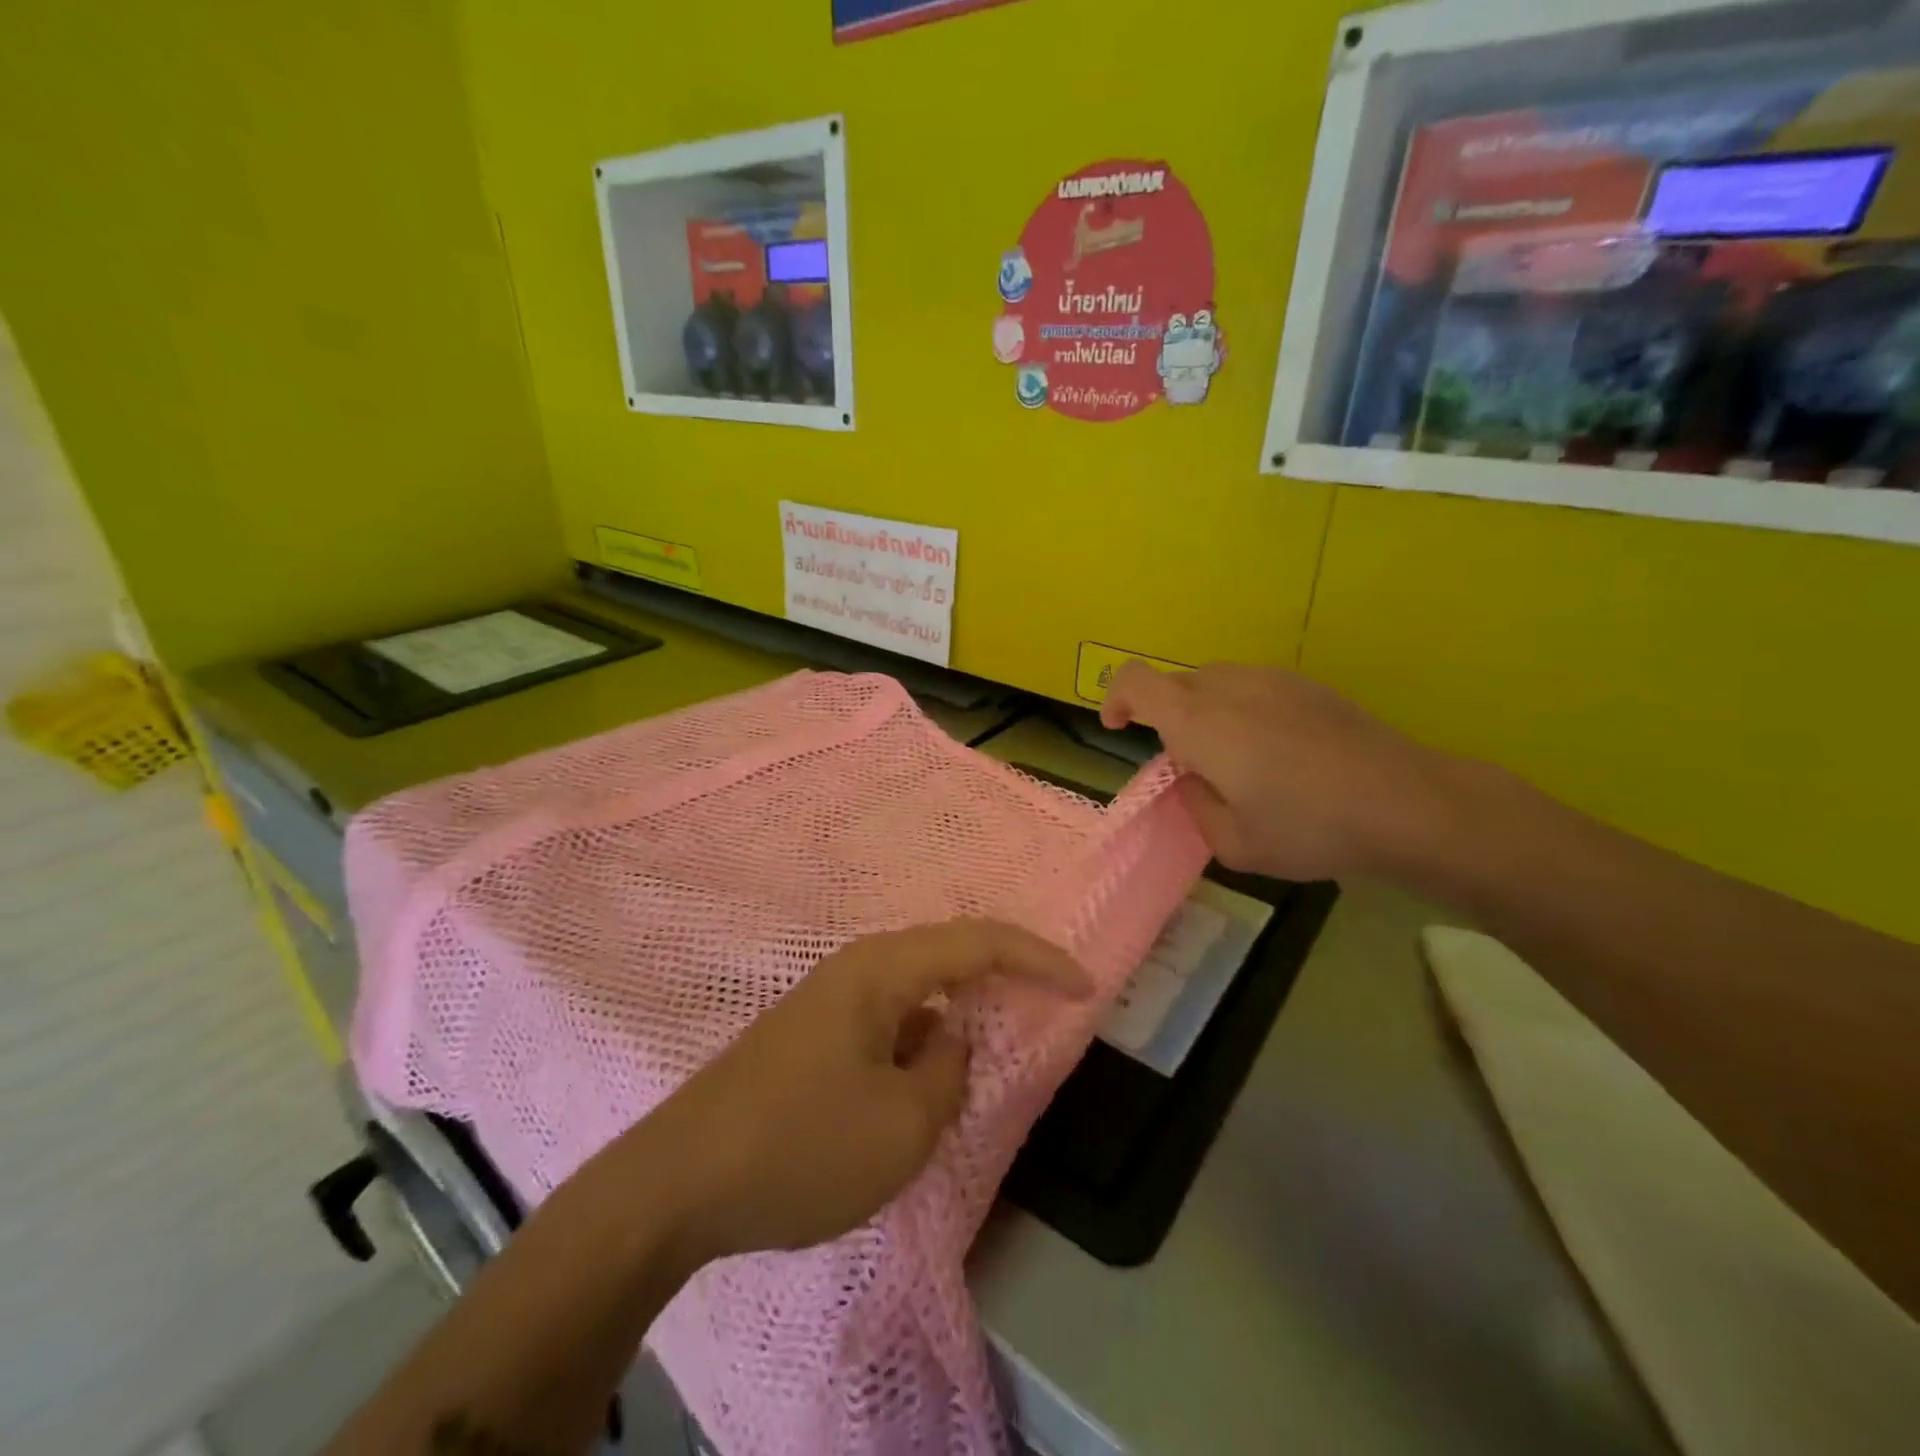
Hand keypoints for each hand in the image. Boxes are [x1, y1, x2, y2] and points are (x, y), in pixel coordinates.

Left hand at [634, 919, 1090, 1267]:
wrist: (676, 1184)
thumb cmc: (801, 1146)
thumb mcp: (902, 1124)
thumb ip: (948, 1072)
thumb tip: (949, 1043)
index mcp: (882, 970)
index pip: (978, 942)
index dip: (1038, 958)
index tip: (1085, 986)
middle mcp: (856, 970)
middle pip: (947, 957)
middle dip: (1001, 979)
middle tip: (1048, 1005)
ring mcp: (828, 1002)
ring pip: (915, 995)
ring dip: (956, 1018)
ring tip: (987, 1057)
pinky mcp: (811, 1038)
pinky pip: (886, 1025)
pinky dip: (919, 1046)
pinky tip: (921, 1088)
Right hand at [1100, 661, 1458, 882]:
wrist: (1407, 803)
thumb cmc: (1308, 827)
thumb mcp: (1232, 843)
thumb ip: (1195, 805)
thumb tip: (1194, 779)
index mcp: (1198, 721)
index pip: (1134, 681)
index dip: (1114, 698)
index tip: (1118, 729)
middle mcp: (1228, 686)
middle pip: (1174, 683)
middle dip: (1163, 717)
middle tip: (1188, 766)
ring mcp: (1272, 679)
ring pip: (1213, 681)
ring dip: (1203, 712)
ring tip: (1234, 760)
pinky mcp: (1307, 685)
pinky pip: (1251, 686)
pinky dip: (1240, 710)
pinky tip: (1276, 751)